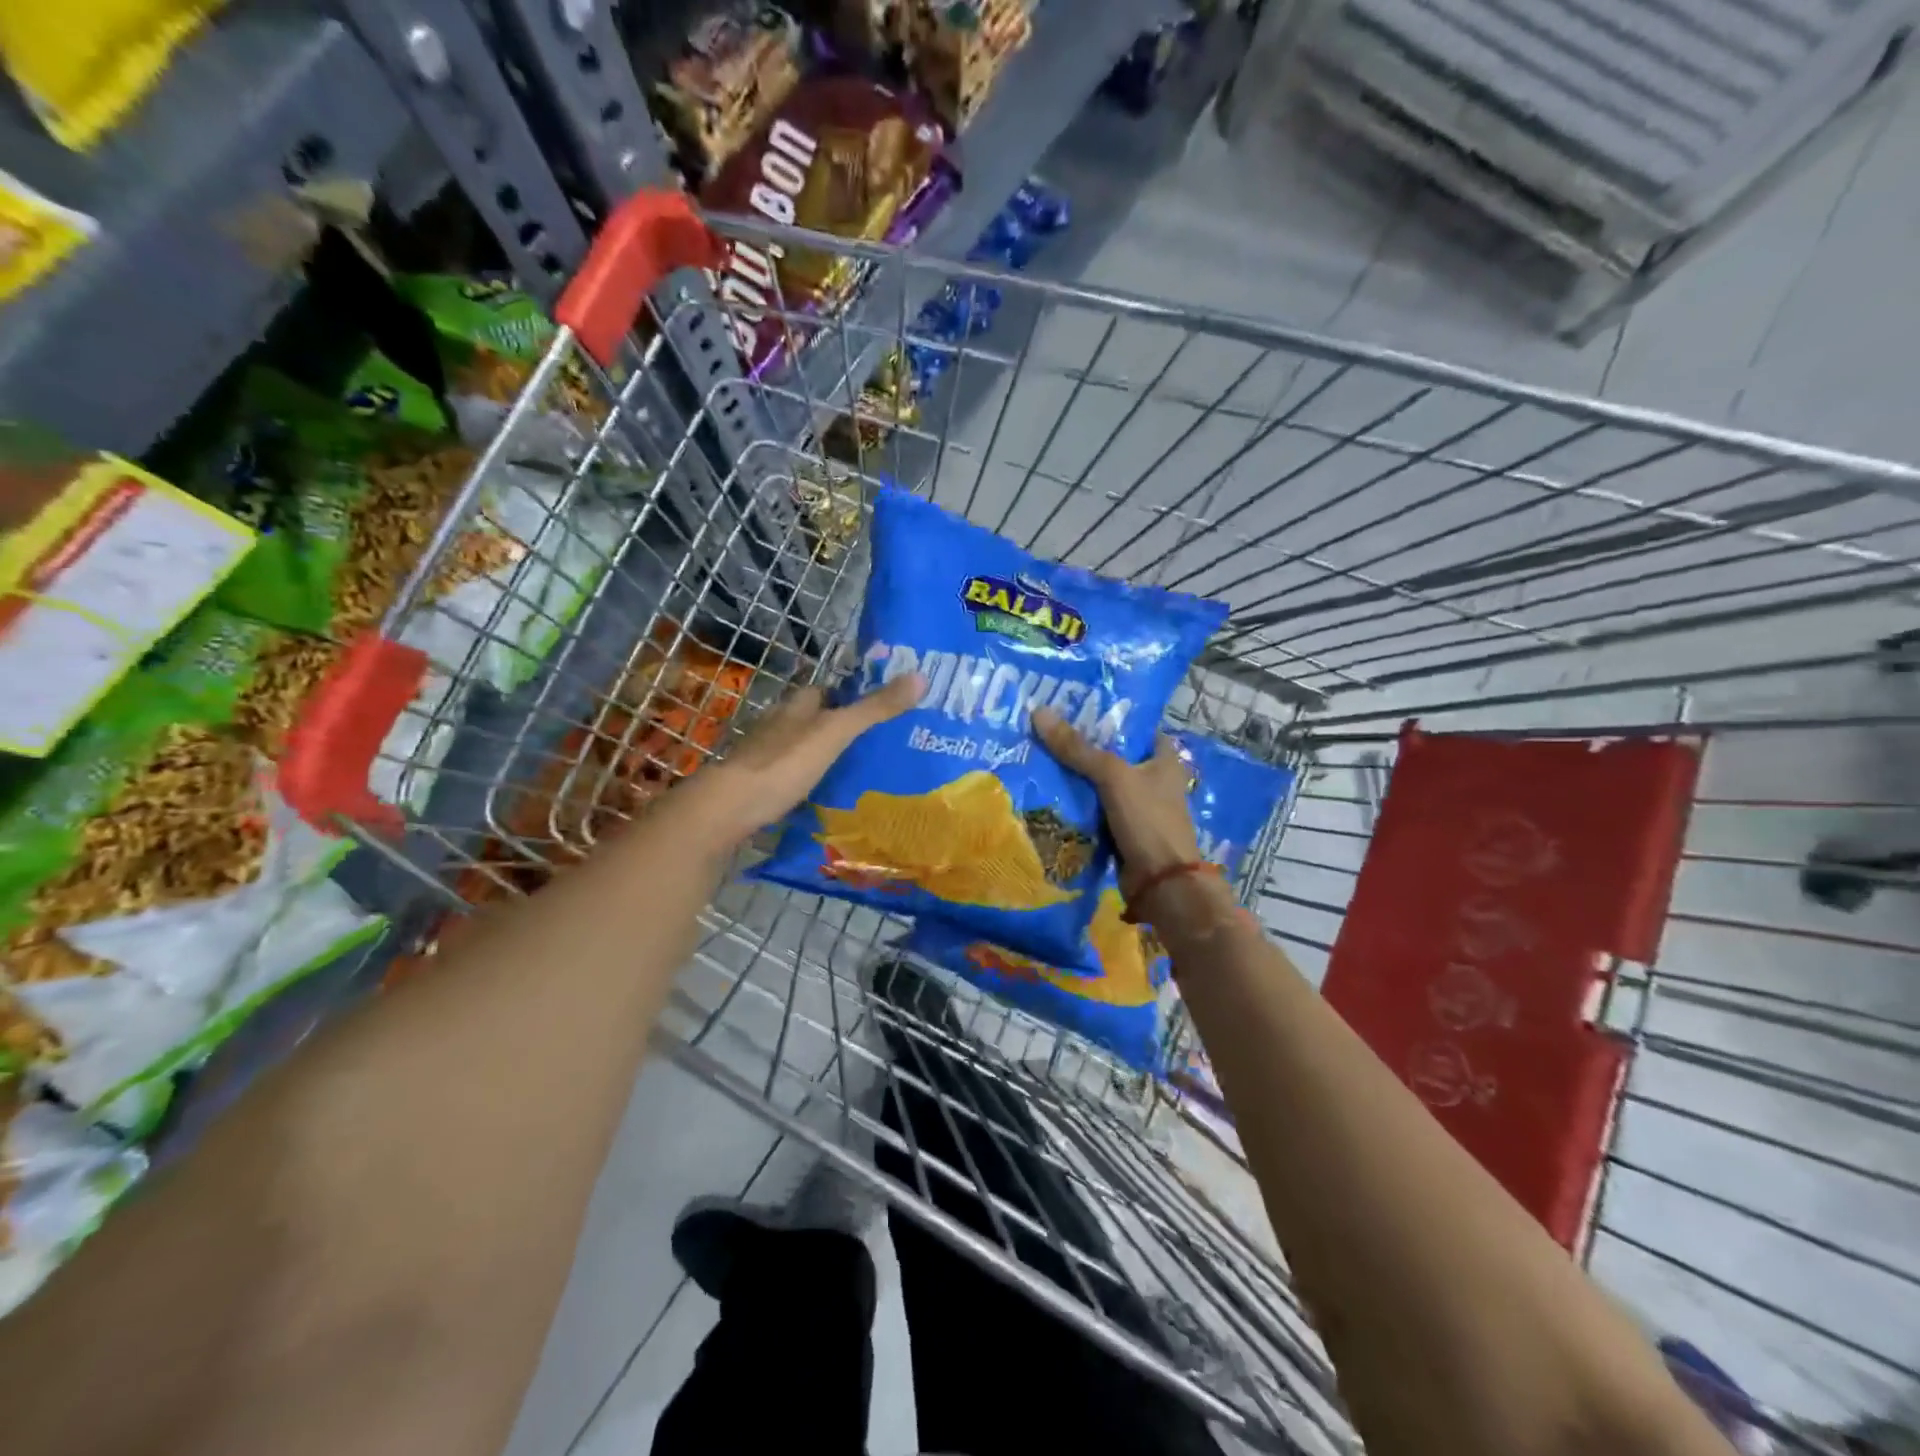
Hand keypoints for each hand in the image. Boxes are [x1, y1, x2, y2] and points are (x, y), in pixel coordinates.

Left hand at [681, 672, 924, 847]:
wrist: (729, 808)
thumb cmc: (783, 763)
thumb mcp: (835, 733)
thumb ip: (874, 709)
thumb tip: (921, 676)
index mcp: (795, 707)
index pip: (822, 690)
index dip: (846, 693)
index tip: (876, 704)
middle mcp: (777, 726)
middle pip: (811, 720)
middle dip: (836, 727)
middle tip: (874, 742)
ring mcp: (764, 757)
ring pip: (800, 749)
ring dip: (822, 756)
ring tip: (857, 771)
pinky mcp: (758, 786)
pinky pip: (790, 777)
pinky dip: (808, 782)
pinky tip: (826, 796)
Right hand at [1032, 709, 1200, 889]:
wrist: (1161, 884)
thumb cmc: (1148, 820)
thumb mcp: (1112, 776)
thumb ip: (1077, 748)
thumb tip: (1039, 712)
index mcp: (1163, 759)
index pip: (1137, 727)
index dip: (1110, 716)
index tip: (1075, 707)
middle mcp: (1153, 780)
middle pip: (1113, 755)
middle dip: (1083, 746)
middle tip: (1046, 730)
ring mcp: (1137, 808)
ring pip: (1100, 784)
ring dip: (1075, 777)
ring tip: (1038, 756)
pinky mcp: (1122, 831)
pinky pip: (1094, 810)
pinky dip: (1076, 804)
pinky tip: (1047, 793)